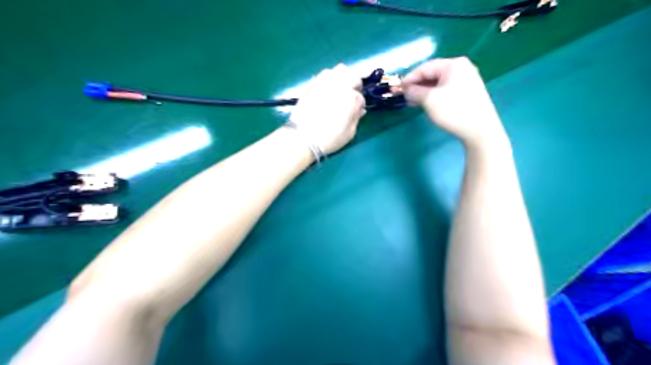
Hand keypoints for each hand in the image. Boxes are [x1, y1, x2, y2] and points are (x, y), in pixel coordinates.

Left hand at [289, 63, 364, 153]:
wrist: (302, 138)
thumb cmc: (329, 139)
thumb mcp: (349, 133)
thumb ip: (356, 118)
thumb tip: (359, 109)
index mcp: (351, 98)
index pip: (360, 97)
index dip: (360, 104)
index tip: (356, 110)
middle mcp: (340, 85)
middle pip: (353, 76)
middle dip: (355, 85)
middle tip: (352, 95)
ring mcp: (325, 82)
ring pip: (340, 70)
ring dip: (344, 77)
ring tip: (341, 89)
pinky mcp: (313, 83)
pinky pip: (325, 74)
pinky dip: (330, 78)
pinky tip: (329, 89)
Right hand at [403, 57, 507, 148]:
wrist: (480, 130)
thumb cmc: (454, 111)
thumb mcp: (429, 100)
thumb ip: (414, 92)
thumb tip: (406, 90)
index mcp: (453, 65)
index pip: (425, 67)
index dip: (409, 78)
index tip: (398, 88)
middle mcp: (462, 68)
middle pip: (433, 73)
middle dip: (417, 85)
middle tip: (404, 96)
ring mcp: (467, 80)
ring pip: (439, 83)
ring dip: (424, 91)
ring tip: (413, 102)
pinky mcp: (469, 92)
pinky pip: (446, 89)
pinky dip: (434, 95)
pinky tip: (427, 104)